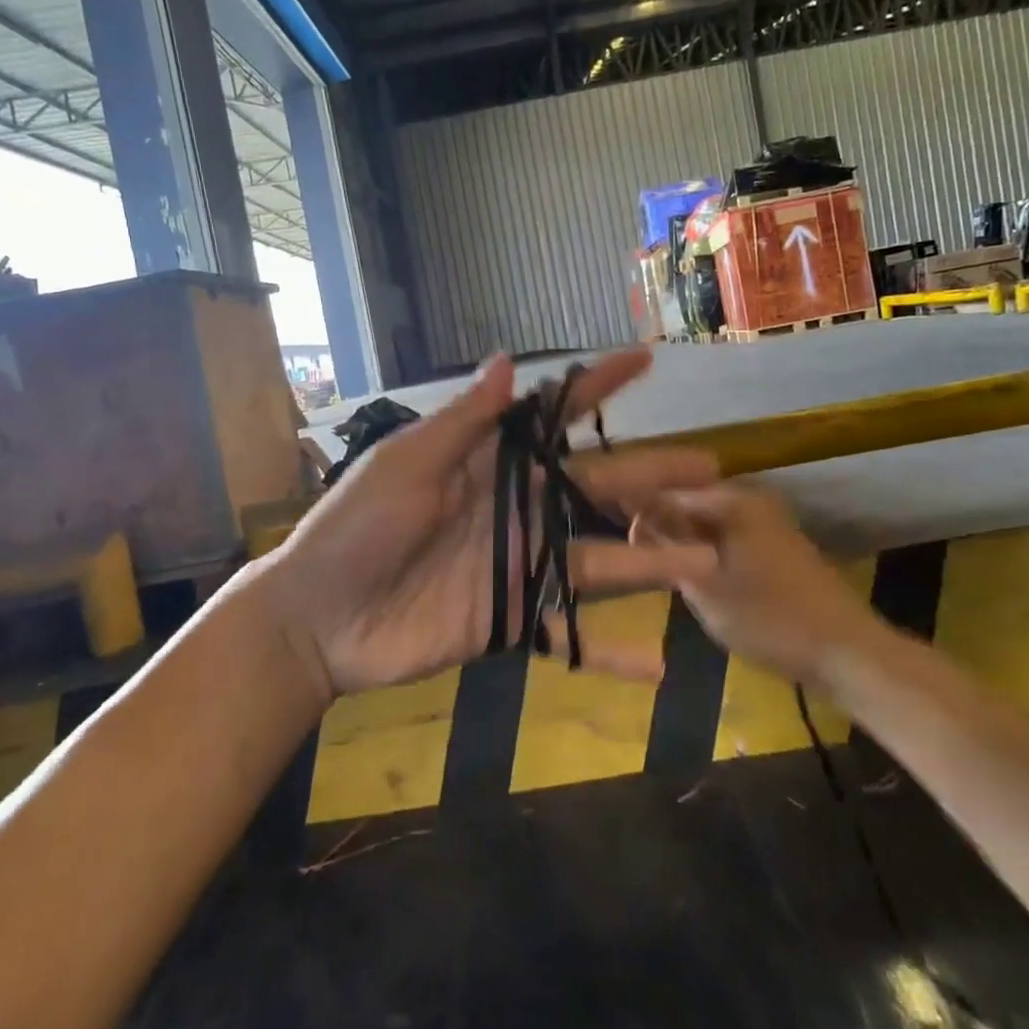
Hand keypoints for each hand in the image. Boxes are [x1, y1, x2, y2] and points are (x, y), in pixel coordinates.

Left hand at [264, 349, 721, 701]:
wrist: (317, 618)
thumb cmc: (357, 528)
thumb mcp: (406, 465)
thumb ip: (462, 422)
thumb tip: (508, 359)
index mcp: (491, 464)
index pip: (554, 417)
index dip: (598, 387)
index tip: (644, 361)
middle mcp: (517, 509)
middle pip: (596, 489)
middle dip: (652, 475)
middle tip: (710, 468)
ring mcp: (519, 566)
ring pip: (598, 561)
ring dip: (651, 562)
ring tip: (707, 560)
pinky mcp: (510, 620)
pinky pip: (566, 636)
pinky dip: (606, 653)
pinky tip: (656, 670)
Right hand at [631, 483, 879, 683]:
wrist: (847, 652)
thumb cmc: (770, 619)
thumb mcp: (706, 586)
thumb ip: (667, 548)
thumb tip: (637, 520)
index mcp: (733, 501)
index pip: (668, 492)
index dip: (641, 514)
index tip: (622, 545)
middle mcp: (751, 500)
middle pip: (690, 503)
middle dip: (663, 527)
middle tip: (641, 560)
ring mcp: (768, 521)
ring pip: (709, 521)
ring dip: (685, 541)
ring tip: (665, 571)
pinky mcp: (778, 545)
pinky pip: (729, 535)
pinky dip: (708, 550)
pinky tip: (698, 578)